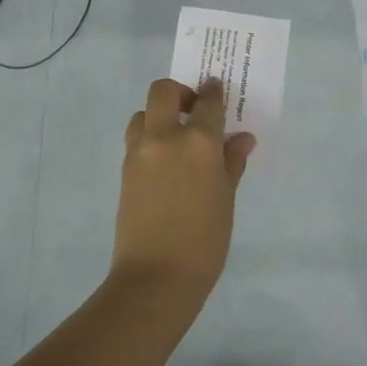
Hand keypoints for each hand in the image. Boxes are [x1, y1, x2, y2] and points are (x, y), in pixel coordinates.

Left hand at [113, 78, 255, 301]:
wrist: (156, 277)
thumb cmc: (204, 241)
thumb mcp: (226, 199)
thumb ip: (231, 163)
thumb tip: (241, 140)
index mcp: (198, 142)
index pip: (207, 102)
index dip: (214, 92)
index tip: (217, 88)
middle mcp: (165, 137)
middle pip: (164, 91)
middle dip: (179, 92)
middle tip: (193, 110)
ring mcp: (139, 152)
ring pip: (143, 113)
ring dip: (159, 115)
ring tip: (176, 138)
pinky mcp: (125, 170)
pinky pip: (136, 139)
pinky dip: (150, 138)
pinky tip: (165, 161)